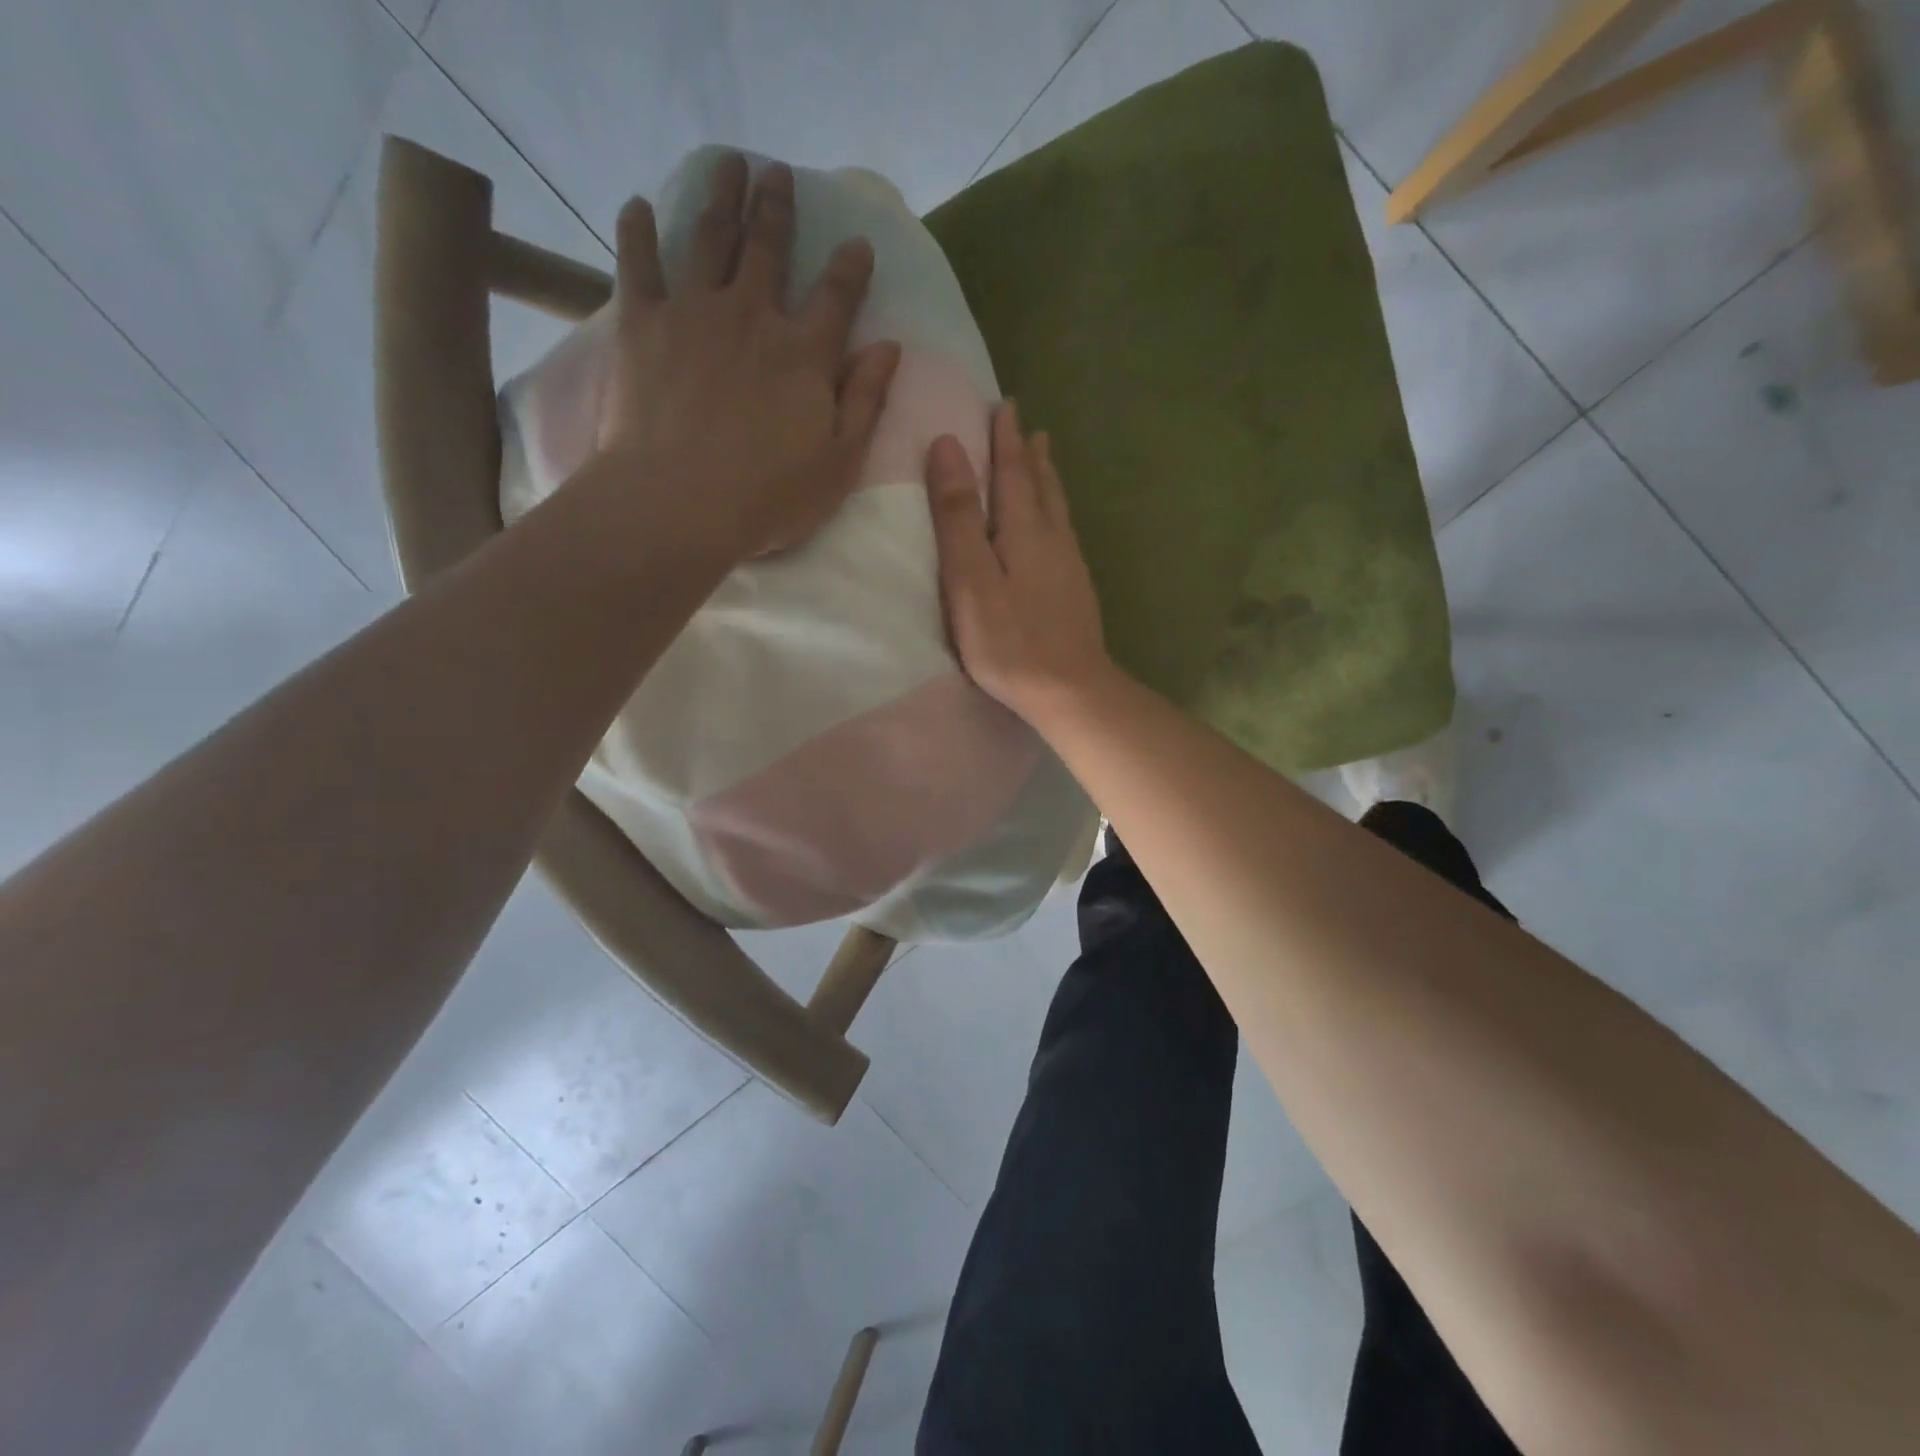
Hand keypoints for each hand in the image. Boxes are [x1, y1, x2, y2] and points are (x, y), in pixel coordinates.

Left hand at [599, 153, 901, 558]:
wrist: (678, 504)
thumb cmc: (768, 498)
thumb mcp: (839, 464)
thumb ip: (865, 402)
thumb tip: (888, 348)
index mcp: (805, 354)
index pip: (837, 296)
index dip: (850, 266)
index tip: (857, 243)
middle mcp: (752, 316)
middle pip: (768, 248)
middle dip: (777, 207)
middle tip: (778, 173)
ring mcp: (693, 313)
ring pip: (709, 237)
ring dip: (721, 196)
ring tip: (727, 163)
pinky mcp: (641, 323)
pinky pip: (637, 263)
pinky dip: (637, 230)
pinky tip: (639, 205)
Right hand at [926, 403, 1111, 723]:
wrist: (1070, 689)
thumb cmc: (1009, 640)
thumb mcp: (970, 578)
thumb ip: (958, 516)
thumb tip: (947, 446)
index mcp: (1023, 530)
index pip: (1011, 472)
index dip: (1004, 440)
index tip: (1003, 406)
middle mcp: (1053, 539)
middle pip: (1041, 485)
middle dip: (1029, 453)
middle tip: (1027, 425)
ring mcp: (1070, 566)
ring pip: (1058, 509)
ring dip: (1048, 478)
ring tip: (1045, 456)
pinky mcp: (1077, 592)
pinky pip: (1065, 533)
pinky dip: (1057, 512)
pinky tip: (1057, 525)